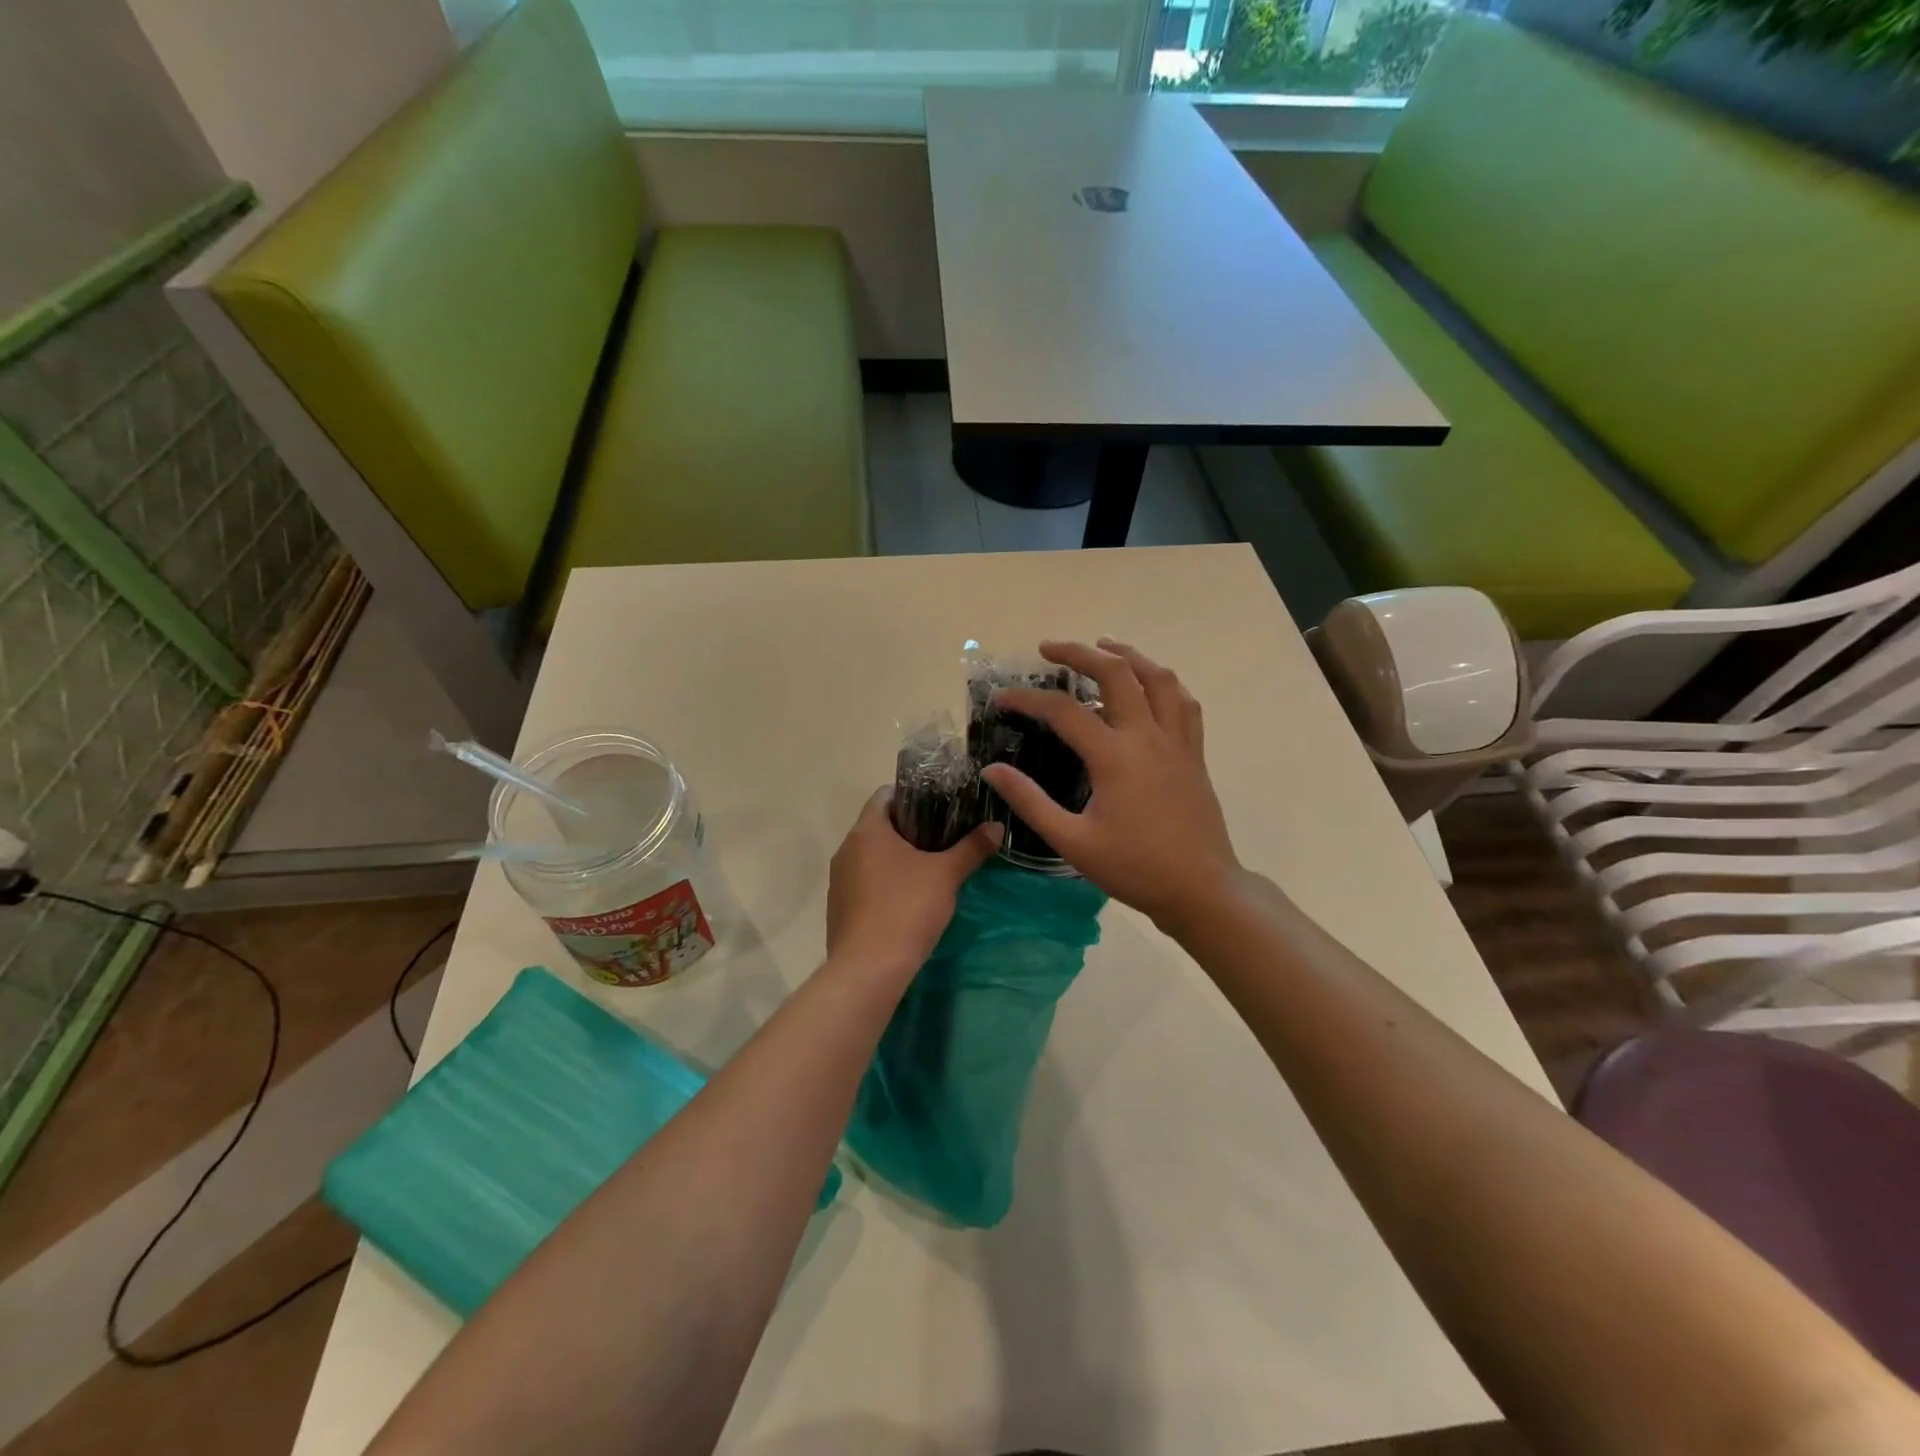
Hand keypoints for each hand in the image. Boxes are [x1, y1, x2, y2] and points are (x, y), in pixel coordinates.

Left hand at [826, 789, 1002, 973]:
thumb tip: (996, 826)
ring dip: (896, 858)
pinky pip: (864, 883)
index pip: (884, 795)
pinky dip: (885, 883)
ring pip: (871, 856)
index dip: (912, 795)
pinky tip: (908, 900)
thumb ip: (972, 848)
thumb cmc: (907, 909)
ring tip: (930, 868)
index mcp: (867, 831)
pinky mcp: (839, 908)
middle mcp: (846, 849)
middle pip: (879, 825)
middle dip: (910, 829)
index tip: (939, 806)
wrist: (869, 969)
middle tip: (944, 837)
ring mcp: (839, 881)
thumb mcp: (946, 875)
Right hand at [982, 640, 1240, 936]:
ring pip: (1159, 678)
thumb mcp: (1072, 842)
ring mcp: (1177, 741)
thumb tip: (992, 770)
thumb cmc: (1134, 868)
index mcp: (1115, 756)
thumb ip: (1030, 802)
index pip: (1064, 711)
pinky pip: (1184, 702)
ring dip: (1129, 655)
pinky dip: (1163, 682)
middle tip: (1049, 649)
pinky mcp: (1194, 753)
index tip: (1002, 698)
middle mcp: (1148, 736)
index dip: (1028, 699)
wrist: (1201, 889)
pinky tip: (1150, 685)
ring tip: (1104, 646)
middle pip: (1116, 673)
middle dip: (1080, 653)